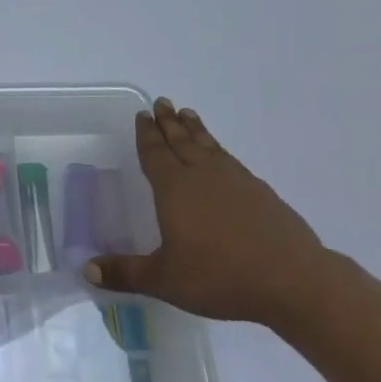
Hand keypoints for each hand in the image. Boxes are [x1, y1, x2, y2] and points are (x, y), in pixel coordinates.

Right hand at [84, 98, 333, 328]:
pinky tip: (221, 155)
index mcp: (175, 189)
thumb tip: (87, 269)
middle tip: (162, 101)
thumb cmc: (220, 276)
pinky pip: (231, 160)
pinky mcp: (261, 192)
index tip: (142, 114)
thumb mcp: (165, 280)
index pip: (155, 154)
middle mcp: (203, 176)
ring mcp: (236, 181)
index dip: (147, 134)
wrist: (292, 279)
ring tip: (188, 114)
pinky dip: (219, 150)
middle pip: (181, 141)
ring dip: (195, 129)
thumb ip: (125, 273)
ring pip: (208, 146)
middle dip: (169, 122)